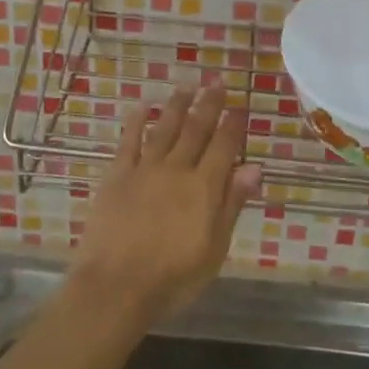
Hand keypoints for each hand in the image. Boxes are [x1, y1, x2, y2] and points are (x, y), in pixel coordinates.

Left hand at [68, 84, 261, 325]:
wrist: (115, 287)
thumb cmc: (173, 278)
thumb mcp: (214, 249)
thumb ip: (232, 204)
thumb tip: (253, 167)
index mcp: (204, 187)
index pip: (224, 146)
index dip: (233, 124)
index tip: (240, 105)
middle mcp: (177, 169)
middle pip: (196, 129)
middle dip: (209, 104)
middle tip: (217, 81)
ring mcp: (144, 169)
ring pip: (165, 128)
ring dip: (177, 105)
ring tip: (187, 86)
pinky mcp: (117, 175)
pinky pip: (129, 141)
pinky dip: (137, 122)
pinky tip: (143, 107)